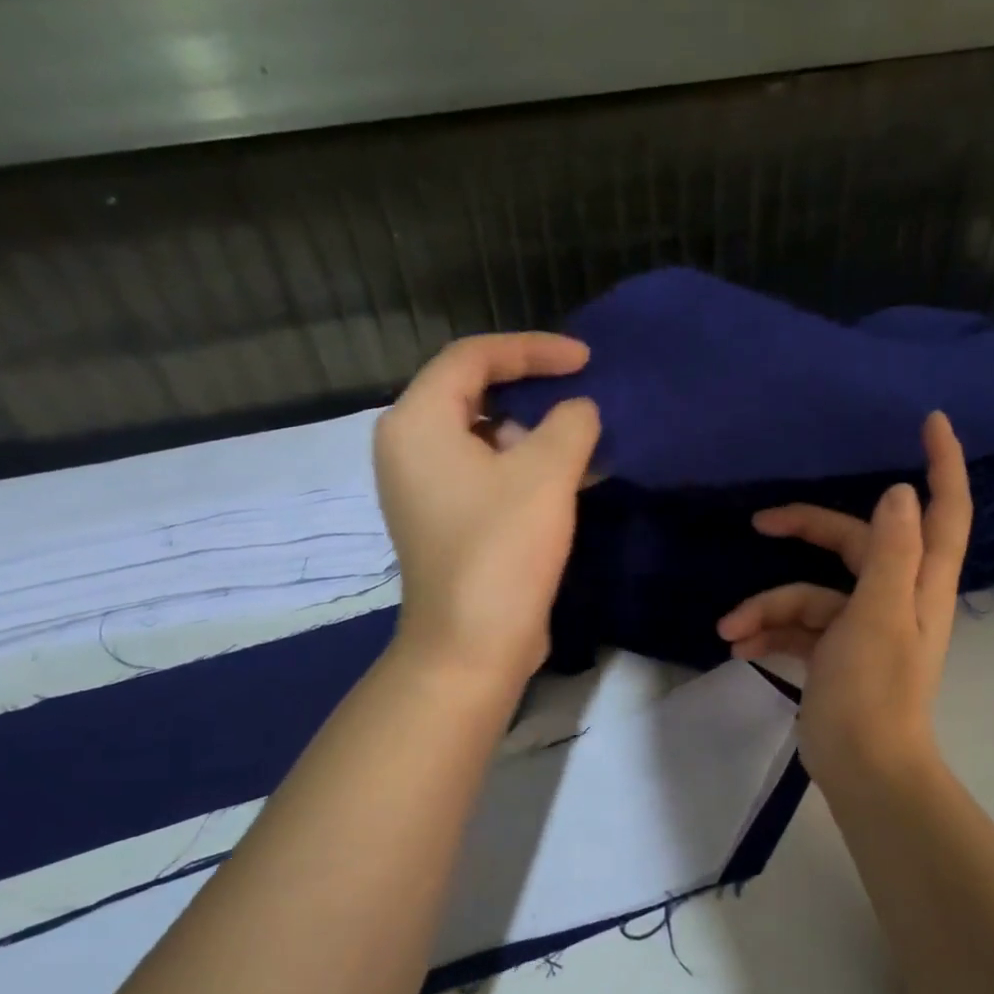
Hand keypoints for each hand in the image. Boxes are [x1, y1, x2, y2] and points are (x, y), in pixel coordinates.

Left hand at [375, 333, 600, 692]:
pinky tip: (566, 479)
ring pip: (483, 437)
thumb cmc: (502, 548)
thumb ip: (570, 423)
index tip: (585, 360)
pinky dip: (522, 467)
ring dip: (534, 434)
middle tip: (581, 397)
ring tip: (582, 443)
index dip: (533, 350)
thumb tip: (578, 411)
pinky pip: (484, 473)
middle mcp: (408, 447)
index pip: (474, 358)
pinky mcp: (443, 520)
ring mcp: (422, 487)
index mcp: (418, 422)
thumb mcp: (546, 474)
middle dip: (533, 391)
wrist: (473, 644)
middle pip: (474, 394)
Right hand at [716, 412, 971, 788]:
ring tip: (732, 629)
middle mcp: (894, 597)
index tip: (930, 421)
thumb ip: (891, 552)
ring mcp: (861, 627)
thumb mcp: (880, 614)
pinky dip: (769, 634)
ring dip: (768, 607)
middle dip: (805, 530)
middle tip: (761, 521)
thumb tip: (898, 493)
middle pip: (853, 543)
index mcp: (918, 583)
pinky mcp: (833, 655)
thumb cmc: (874, 690)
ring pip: (810, 594)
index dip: (943, 464)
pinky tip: (739, 648)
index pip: (943, 511)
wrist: (862, 769)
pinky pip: (797, 629)